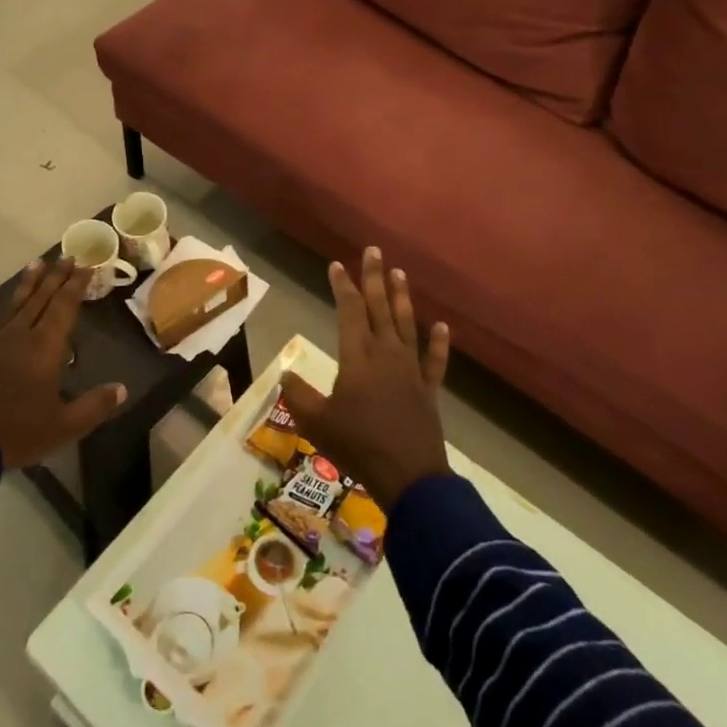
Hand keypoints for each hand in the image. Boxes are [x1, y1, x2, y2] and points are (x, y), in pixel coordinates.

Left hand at [0, 257, 127, 468]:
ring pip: (13, 306)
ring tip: (35, 263)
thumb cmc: (17, 432)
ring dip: (26, 285)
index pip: (65, 307)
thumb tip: (123, 389)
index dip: (76, 286)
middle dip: (56, 277)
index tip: (85, 266)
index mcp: (45, 348)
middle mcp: (20, 336)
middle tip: (67, 256)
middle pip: (41, 299)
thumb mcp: (64, 426)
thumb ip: (94, 406)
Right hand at [277, 247, 452, 508]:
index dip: (343, 286)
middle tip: (374, 250)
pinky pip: (435, 361)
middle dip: (374, 278)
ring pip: (406, 325)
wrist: (409, 476)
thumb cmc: (358, 446)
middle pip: (379, 308)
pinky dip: (438, 344)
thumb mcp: (316, 422)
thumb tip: (285, 374)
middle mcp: (386, 354)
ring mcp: (411, 370)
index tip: (336, 265)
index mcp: (357, 357)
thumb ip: (298, 395)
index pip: (350, 311)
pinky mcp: (428, 390)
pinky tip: (441, 326)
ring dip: (402, 298)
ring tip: (400, 273)